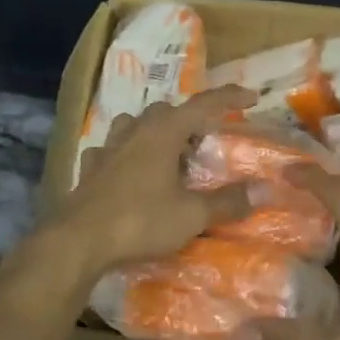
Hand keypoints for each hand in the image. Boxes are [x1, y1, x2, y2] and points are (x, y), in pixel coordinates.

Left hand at [51, 86, 257, 278]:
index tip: (252, 97)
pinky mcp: (90, 169)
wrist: (78, 242)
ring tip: (168, 154)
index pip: (203, 105)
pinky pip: (111, 151)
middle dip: (189, 120)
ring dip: (154, 132)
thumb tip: (262, 190)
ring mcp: (107, 148)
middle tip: (205, 142)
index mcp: (163, 133)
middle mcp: (134, 132)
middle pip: (166, 111)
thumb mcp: (191, 215)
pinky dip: (125, 155)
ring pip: (134, 125)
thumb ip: (227, 202)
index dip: (229, 98)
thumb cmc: (140, 221)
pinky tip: (128, 171)